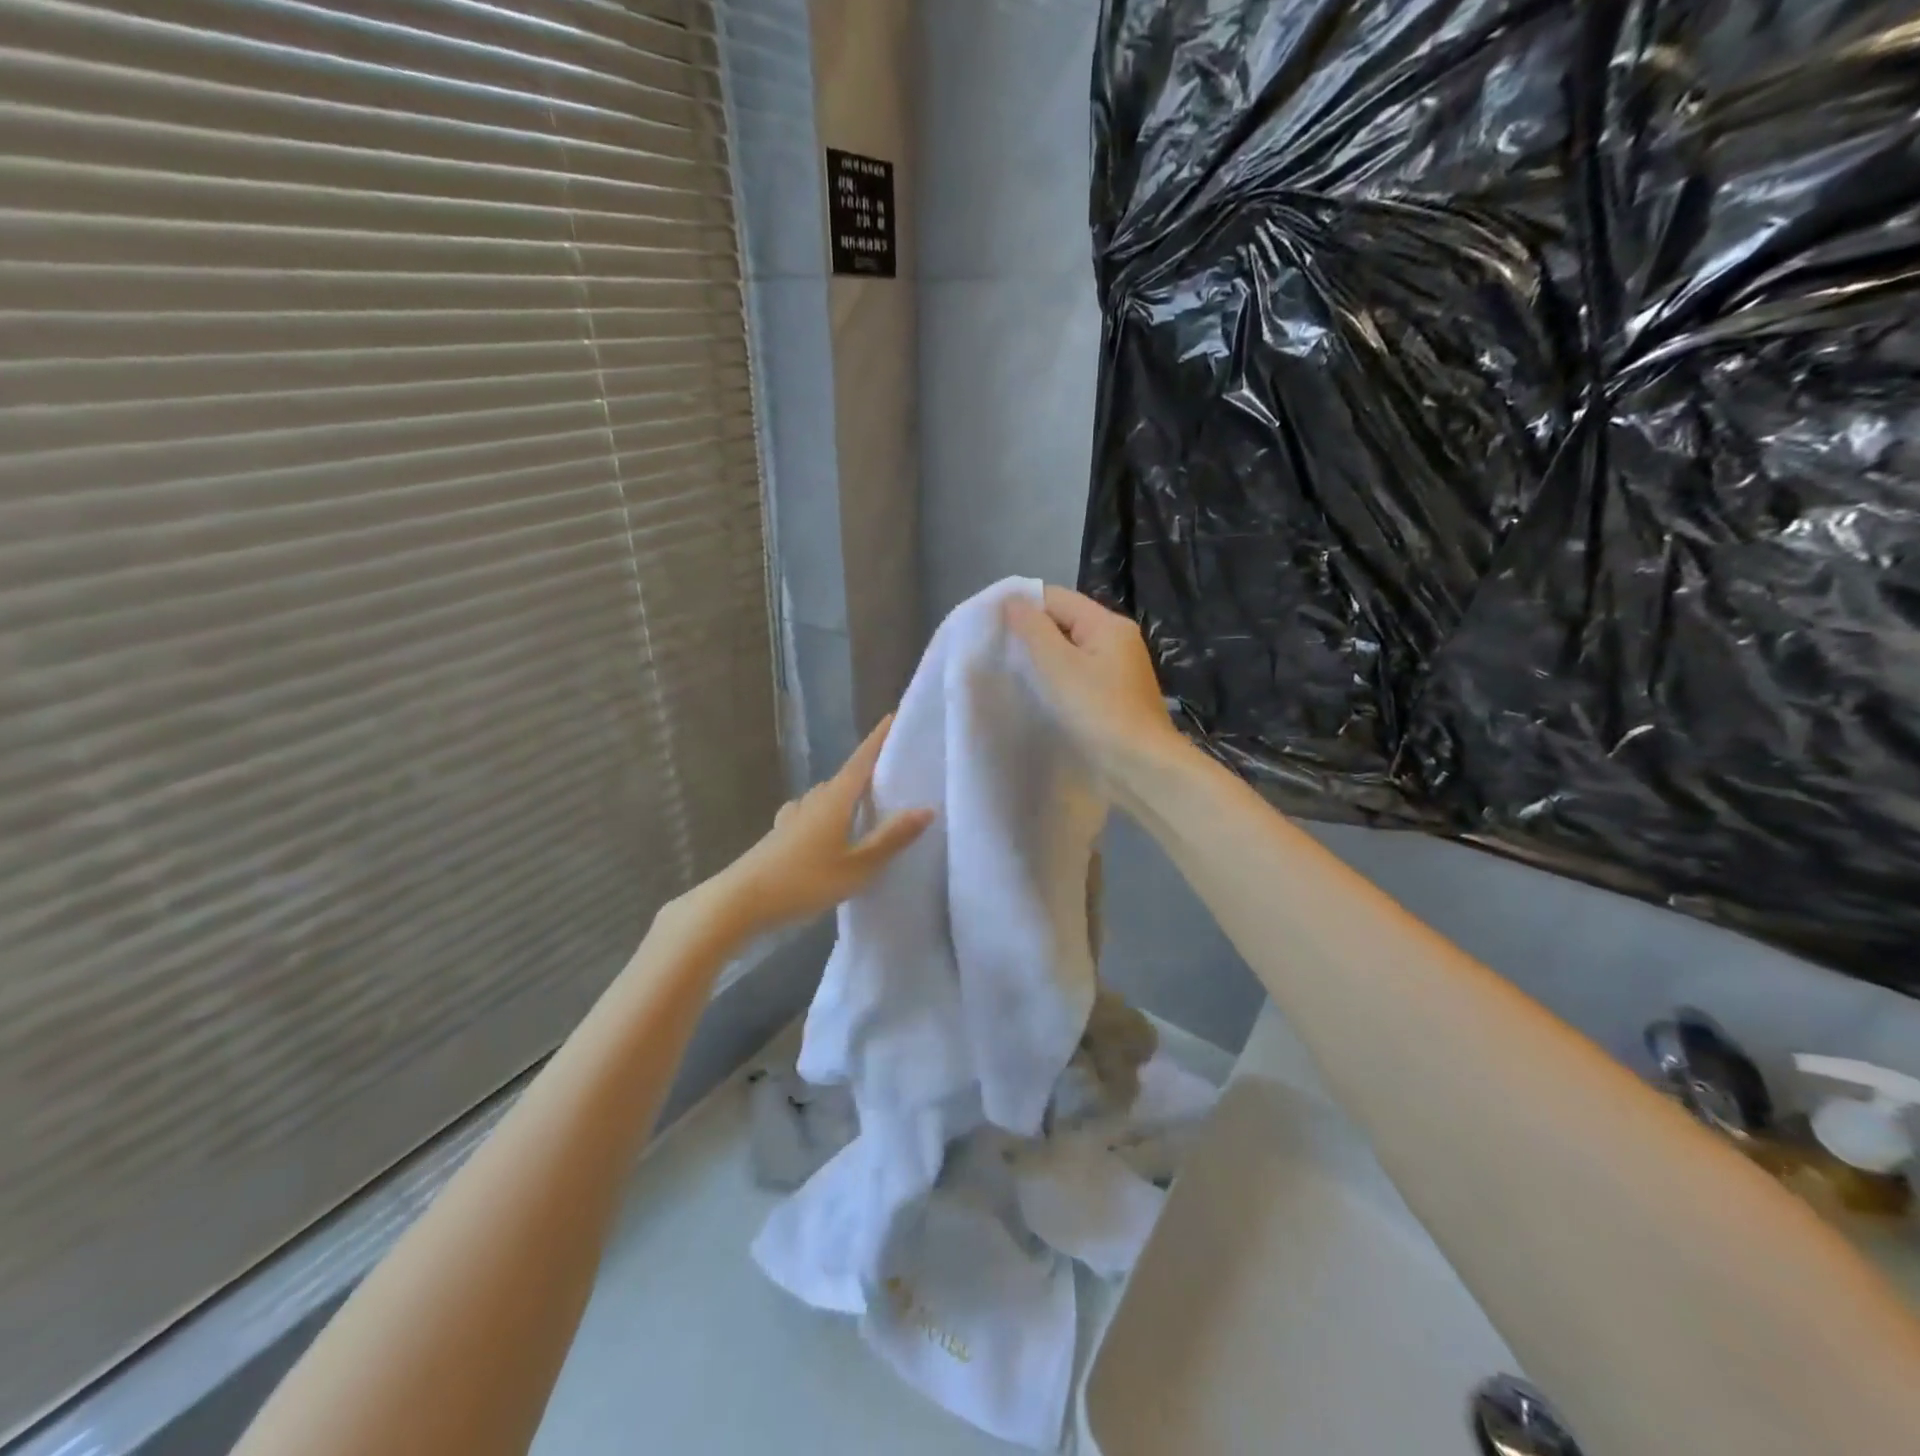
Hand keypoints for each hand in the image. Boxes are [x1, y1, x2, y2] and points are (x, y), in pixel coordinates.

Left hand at [717, 714, 932, 933]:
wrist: (739, 902)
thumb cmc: (803, 881)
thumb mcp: (857, 866)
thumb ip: (891, 838)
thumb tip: (927, 808)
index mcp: (835, 799)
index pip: (862, 759)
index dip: (879, 738)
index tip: (895, 716)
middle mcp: (814, 799)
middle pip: (847, 776)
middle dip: (870, 770)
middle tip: (898, 772)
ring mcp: (794, 815)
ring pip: (828, 796)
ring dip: (849, 794)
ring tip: (871, 804)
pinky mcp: (781, 834)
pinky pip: (813, 813)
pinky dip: (829, 814)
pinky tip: (828, 828)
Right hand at [1006, 586, 1182, 772]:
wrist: (1142, 766)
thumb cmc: (1098, 712)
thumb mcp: (1058, 666)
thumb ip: (1033, 629)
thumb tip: (1012, 600)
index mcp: (1107, 623)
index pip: (1055, 597)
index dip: (1021, 606)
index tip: (989, 627)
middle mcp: (1118, 638)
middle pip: (1065, 621)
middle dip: (1031, 633)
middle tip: (996, 652)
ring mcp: (1120, 668)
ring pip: (1072, 649)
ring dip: (1044, 657)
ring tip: (1012, 672)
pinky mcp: (1117, 694)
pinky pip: (1080, 673)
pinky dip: (1059, 677)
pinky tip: (1041, 693)